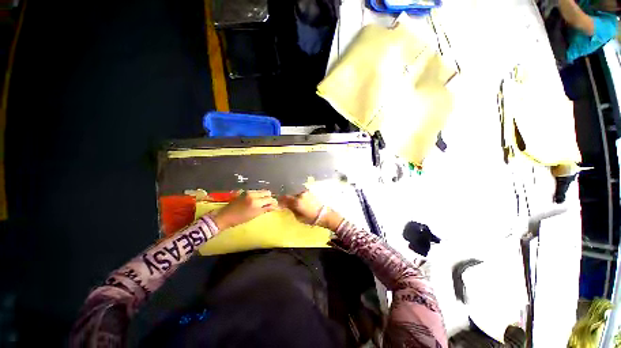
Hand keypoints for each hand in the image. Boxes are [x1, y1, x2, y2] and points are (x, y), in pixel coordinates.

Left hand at [211, 190, 277, 229]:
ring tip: (262, 204)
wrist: (225, 216)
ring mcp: (249, 192)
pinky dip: (259, 196)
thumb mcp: (255, 215)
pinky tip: (256, 202)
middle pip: (267, 192)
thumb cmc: (240, 219)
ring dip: (264, 196)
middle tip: (269, 204)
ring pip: (262, 191)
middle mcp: (253, 194)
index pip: (270, 198)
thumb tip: (275, 206)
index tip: (275, 206)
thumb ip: (266, 209)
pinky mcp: (245, 192)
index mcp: (256, 201)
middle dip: (270, 198)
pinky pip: (256, 192)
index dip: (274, 202)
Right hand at [279, 191, 343, 230]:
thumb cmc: (311, 218)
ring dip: (293, 196)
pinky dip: (298, 195)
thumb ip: (291, 209)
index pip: (284, 198)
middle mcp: (300, 194)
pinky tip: (300, 200)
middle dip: (287, 198)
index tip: (279, 203)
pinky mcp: (310, 192)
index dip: (280, 200)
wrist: (324, 214)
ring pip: (296, 192)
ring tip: (294, 201)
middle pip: (290, 194)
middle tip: (286, 202)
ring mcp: (306, 192)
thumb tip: (285, 206)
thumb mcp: (298, 217)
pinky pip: (301, 192)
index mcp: (296, 201)